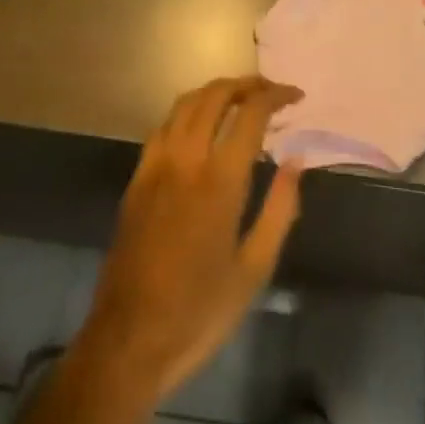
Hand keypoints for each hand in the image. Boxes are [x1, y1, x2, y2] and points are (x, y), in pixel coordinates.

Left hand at [76, 77, 304, 404]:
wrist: (129, 339)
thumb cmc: (200, 311)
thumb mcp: (254, 269)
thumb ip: (280, 209)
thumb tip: (295, 161)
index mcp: (220, 179)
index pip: (251, 113)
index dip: (276, 96)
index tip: (295, 96)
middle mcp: (186, 158)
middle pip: (216, 95)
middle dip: (247, 84)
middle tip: (270, 91)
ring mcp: (156, 164)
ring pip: (186, 102)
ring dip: (216, 91)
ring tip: (240, 99)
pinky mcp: (137, 177)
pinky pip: (164, 124)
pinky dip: (188, 111)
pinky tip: (200, 126)